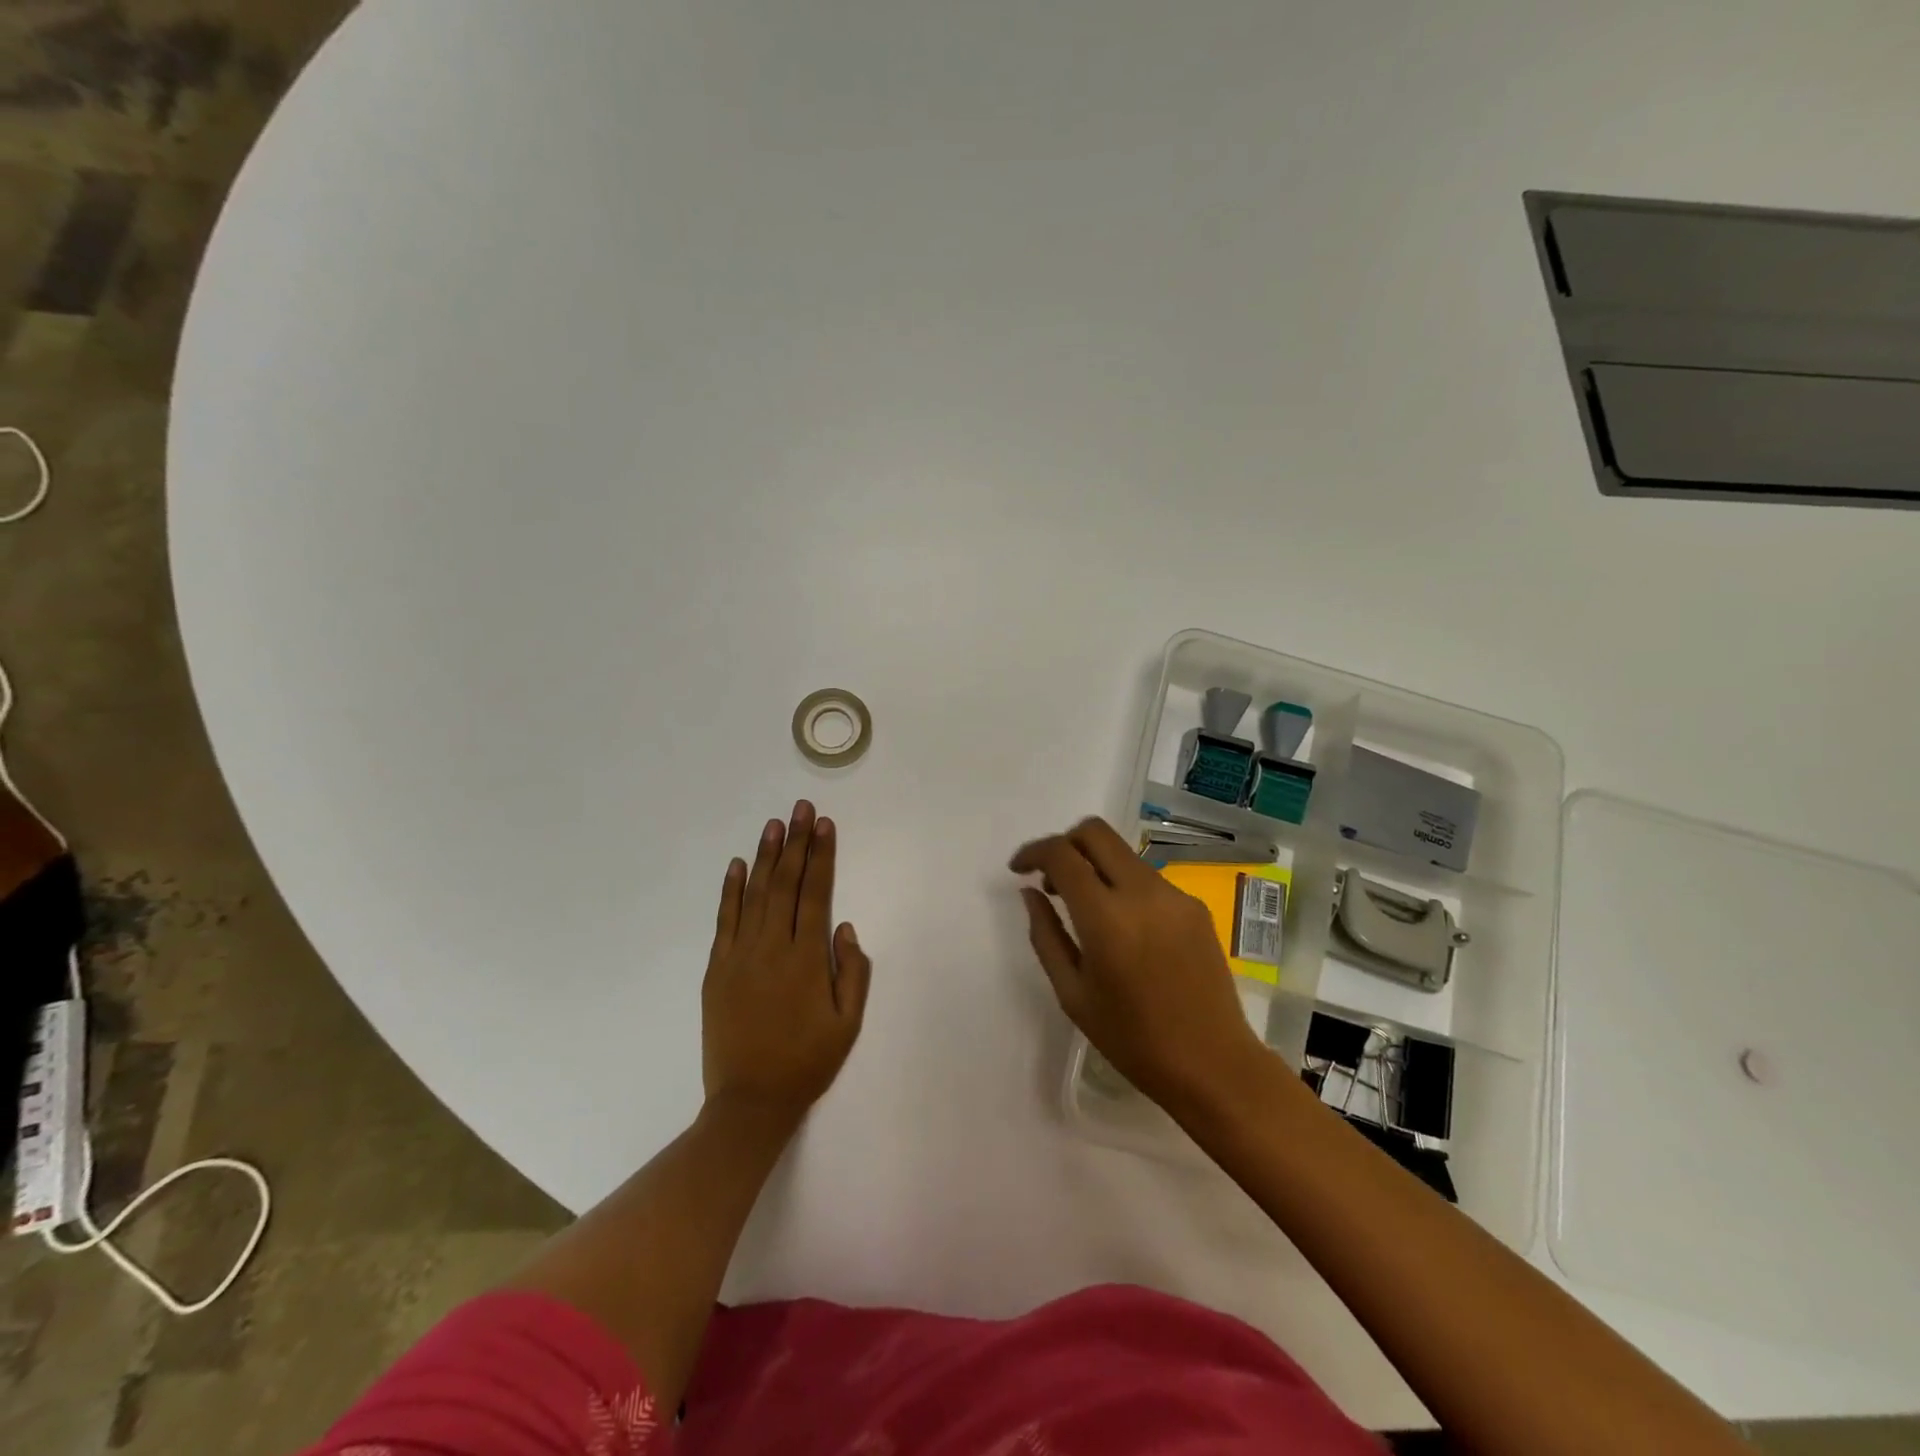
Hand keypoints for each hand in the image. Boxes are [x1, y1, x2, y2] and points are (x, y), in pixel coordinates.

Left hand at [703, 800, 870, 1122]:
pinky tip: (738, 864)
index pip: (816, 893)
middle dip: (796, 843)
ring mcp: (739, 955)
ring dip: (766, 856)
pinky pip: (725, 920)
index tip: (825, 825)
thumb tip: (845, 927)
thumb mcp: (848, 1023)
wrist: (750, 1101)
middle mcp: (772, 947)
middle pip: (786, 884)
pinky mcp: (717, 968)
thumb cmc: (807, 1062)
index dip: (822, 856)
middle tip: (801, 808)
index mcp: (806, 959)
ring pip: (755, 894)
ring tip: (774, 824)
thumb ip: (853, 972)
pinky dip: (731, 890)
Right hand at [1010, 817, 1268, 1112]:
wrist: (1213, 1064)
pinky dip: (1123, 886)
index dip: (1033, 852)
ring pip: (1123, 853)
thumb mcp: (1072, 993)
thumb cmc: (1132, 1039)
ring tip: (1085, 910)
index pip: (1062, 854)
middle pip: (1095, 832)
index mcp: (1106, 918)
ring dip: (1095, 865)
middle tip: (1051, 879)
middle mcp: (1142, 892)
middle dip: (1065, 844)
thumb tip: (1030, 892)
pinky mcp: (1195, 906)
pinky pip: (1147, 878)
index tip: (1019, 869)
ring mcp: (1174, 895)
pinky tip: (1123, 928)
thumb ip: (1045, 934)